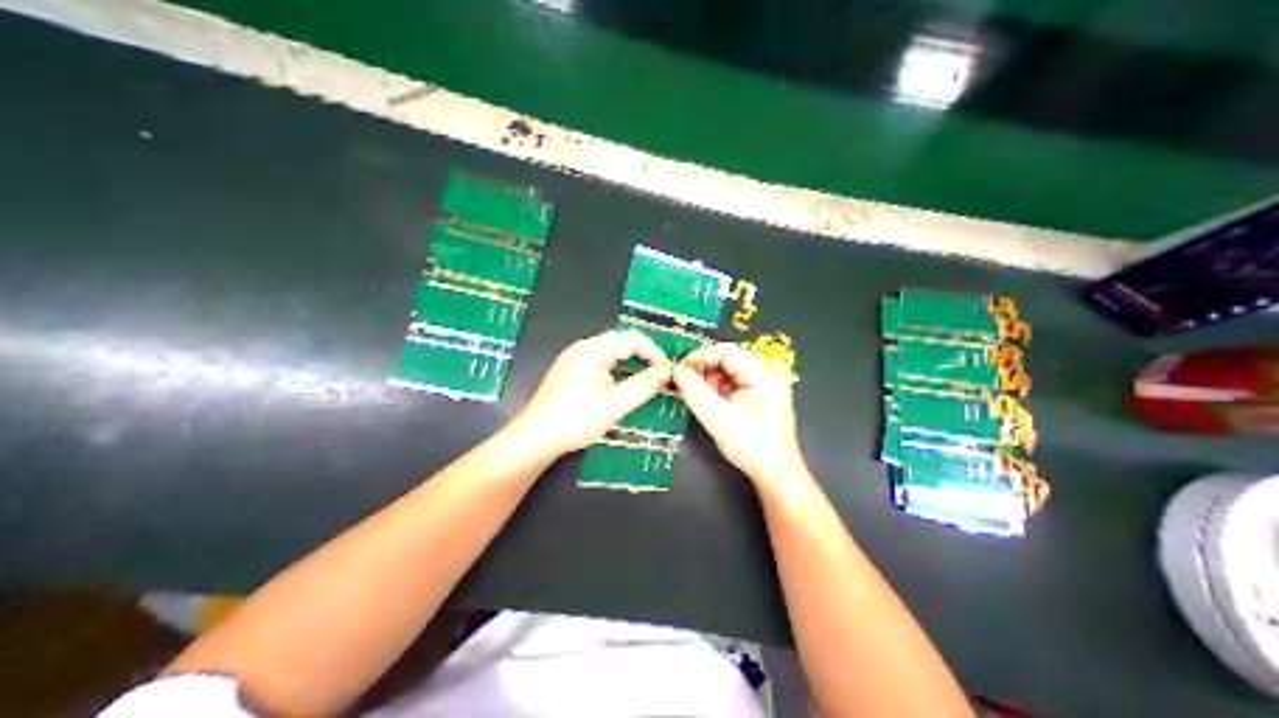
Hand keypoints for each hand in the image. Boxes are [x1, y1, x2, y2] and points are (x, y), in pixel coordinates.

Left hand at [515, 330, 673, 452]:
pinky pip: (600, 362)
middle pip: (621, 342)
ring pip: (611, 353)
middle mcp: (582, 348)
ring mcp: (574, 359)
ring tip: (645, 384)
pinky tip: (622, 388)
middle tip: (659, 378)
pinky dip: (617, 371)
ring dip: (631, 364)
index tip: (667, 373)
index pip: (633, 338)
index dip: (654, 352)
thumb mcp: (615, 405)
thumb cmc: (575, 420)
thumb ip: (643, 385)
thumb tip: (666, 372)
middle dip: (644, 356)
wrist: (536, 437)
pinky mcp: (570, 372)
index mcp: (592, 350)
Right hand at [671, 345, 808, 485]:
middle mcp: (766, 374)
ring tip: (692, 394)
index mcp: (764, 375)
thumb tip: (676, 371)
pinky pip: (732, 384)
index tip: (679, 369)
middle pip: (727, 359)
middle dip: (703, 369)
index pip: (727, 351)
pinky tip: (704, 401)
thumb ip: (695, 392)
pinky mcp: (757, 396)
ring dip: (708, 380)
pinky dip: (715, 389)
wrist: (775, 473)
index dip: (701, 356)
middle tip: (682, 382)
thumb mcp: (717, 418)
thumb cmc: (751, 446)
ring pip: (727, 371)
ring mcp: (763, 385)